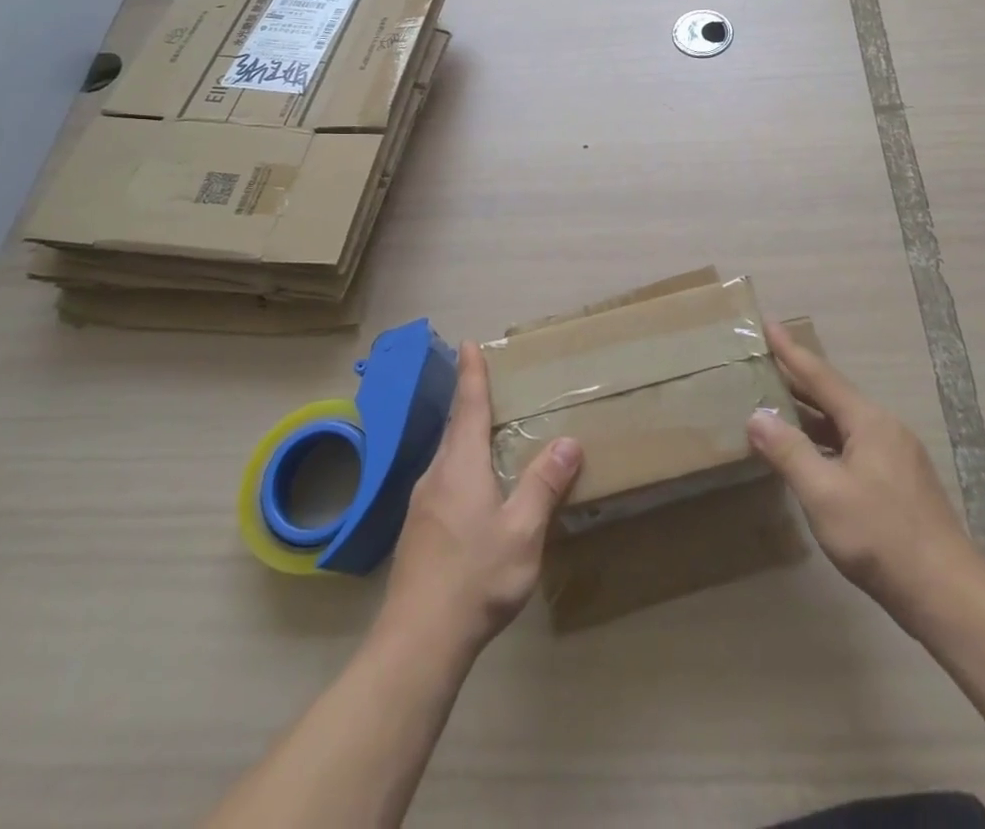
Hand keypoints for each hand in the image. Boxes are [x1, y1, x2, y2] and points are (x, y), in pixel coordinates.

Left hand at [380, 343, 581, 658]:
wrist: (417, 642)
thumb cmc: (475, 578)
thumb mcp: (522, 531)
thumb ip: (543, 485)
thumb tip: (567, 442)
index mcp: (460, 465)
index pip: (469, 406)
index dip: (472, 374)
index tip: (468, 343)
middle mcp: (436, 475)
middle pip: (457, 428)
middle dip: (471, 402)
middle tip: (490, 384)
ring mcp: (421, 504)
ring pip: (448, 457)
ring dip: (467, 437)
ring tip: (489, 433)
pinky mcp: (418, 531)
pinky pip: (444, 481)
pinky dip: (462, 467)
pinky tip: (475, 490)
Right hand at [747, 321, 982, 617]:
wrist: (948, 596)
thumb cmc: (881, 538)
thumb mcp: (824, 494)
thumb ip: (788, 451)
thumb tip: (756, 415)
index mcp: (869, 421)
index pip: (820, 375)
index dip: (790, 350)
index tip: (768, 323)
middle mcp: (885, 429)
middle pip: (833, 395)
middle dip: (797, 379)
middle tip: (763, 362)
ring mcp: (896, 457)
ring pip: (843, 423)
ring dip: (809, 413)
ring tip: (775, 405)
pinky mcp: (899, 484)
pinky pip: (852, 445)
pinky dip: (824, 440)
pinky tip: (809, 454)